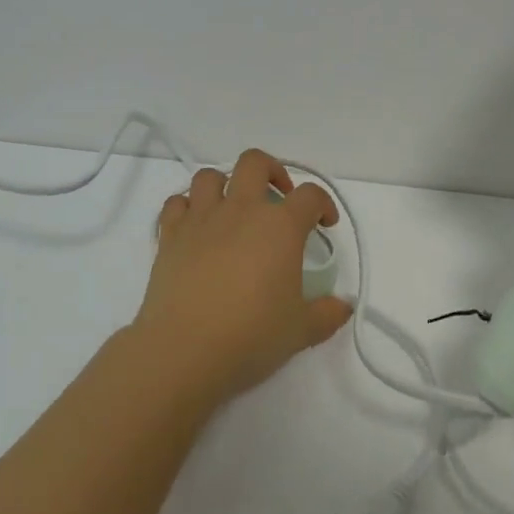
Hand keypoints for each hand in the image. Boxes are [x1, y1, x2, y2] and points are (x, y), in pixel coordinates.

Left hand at [132, 148, 353, 407]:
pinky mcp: (170, 236)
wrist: (184, 350)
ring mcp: (201, 220)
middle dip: (272, 171)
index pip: (310, 195)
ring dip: (226, 185)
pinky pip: (176, 204)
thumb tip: (343, 306)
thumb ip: (328, 314)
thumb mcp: (301, 331)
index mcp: (280, 226)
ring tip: (234, 210)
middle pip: (255, 163)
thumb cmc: (251, 336)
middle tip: (280, 198)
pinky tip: (196, 228)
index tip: (325, 224)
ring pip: (210, 176)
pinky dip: (187, 208)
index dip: (323, 204)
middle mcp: (241, 211)